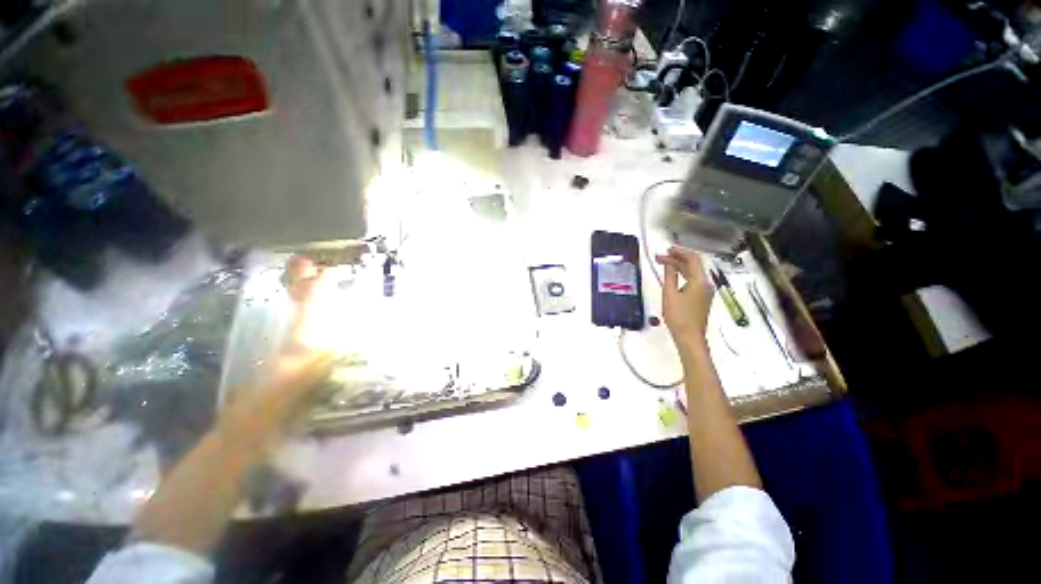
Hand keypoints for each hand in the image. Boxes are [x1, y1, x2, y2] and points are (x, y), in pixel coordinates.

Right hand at [655, 246, 713, 342]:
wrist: (689, 336)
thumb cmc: (678, 316)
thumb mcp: (669, 294)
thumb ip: (669, 276)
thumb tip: (668, 263)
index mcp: (700, 281)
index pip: (693, 259)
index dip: (680, 251)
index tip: (667, 249)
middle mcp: (705, 283)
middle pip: (693, 265)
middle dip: (677, 258)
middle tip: (660, 257)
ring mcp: (705, 291)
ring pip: (693, 272)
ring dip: (679, 266)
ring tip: (663, 263)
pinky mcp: (701, 297)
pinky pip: (693, 280)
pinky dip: (682, 274)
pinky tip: (672, 275)